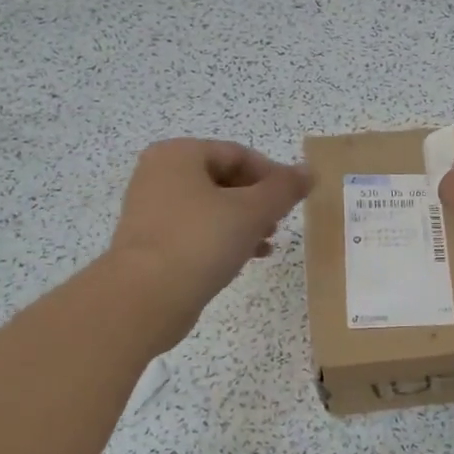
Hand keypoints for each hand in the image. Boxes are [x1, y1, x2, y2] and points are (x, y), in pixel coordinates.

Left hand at [106, 139, 312, 348]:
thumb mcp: (252, 211)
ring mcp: (151, 210)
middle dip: (257, 200)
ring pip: (211, 207)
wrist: (144, 299)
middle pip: (223, 179)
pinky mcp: (150, 243)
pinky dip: (223, 239)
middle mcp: (159, 175)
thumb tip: (308, 171)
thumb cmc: (200, 241)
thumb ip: (284, 188)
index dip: (272, 174)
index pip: (238, 154)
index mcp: (178, 155)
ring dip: (244, 221)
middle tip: (280, 221)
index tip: (295, 199)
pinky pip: (195, 231)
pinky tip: (246, 258)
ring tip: (268, 243)